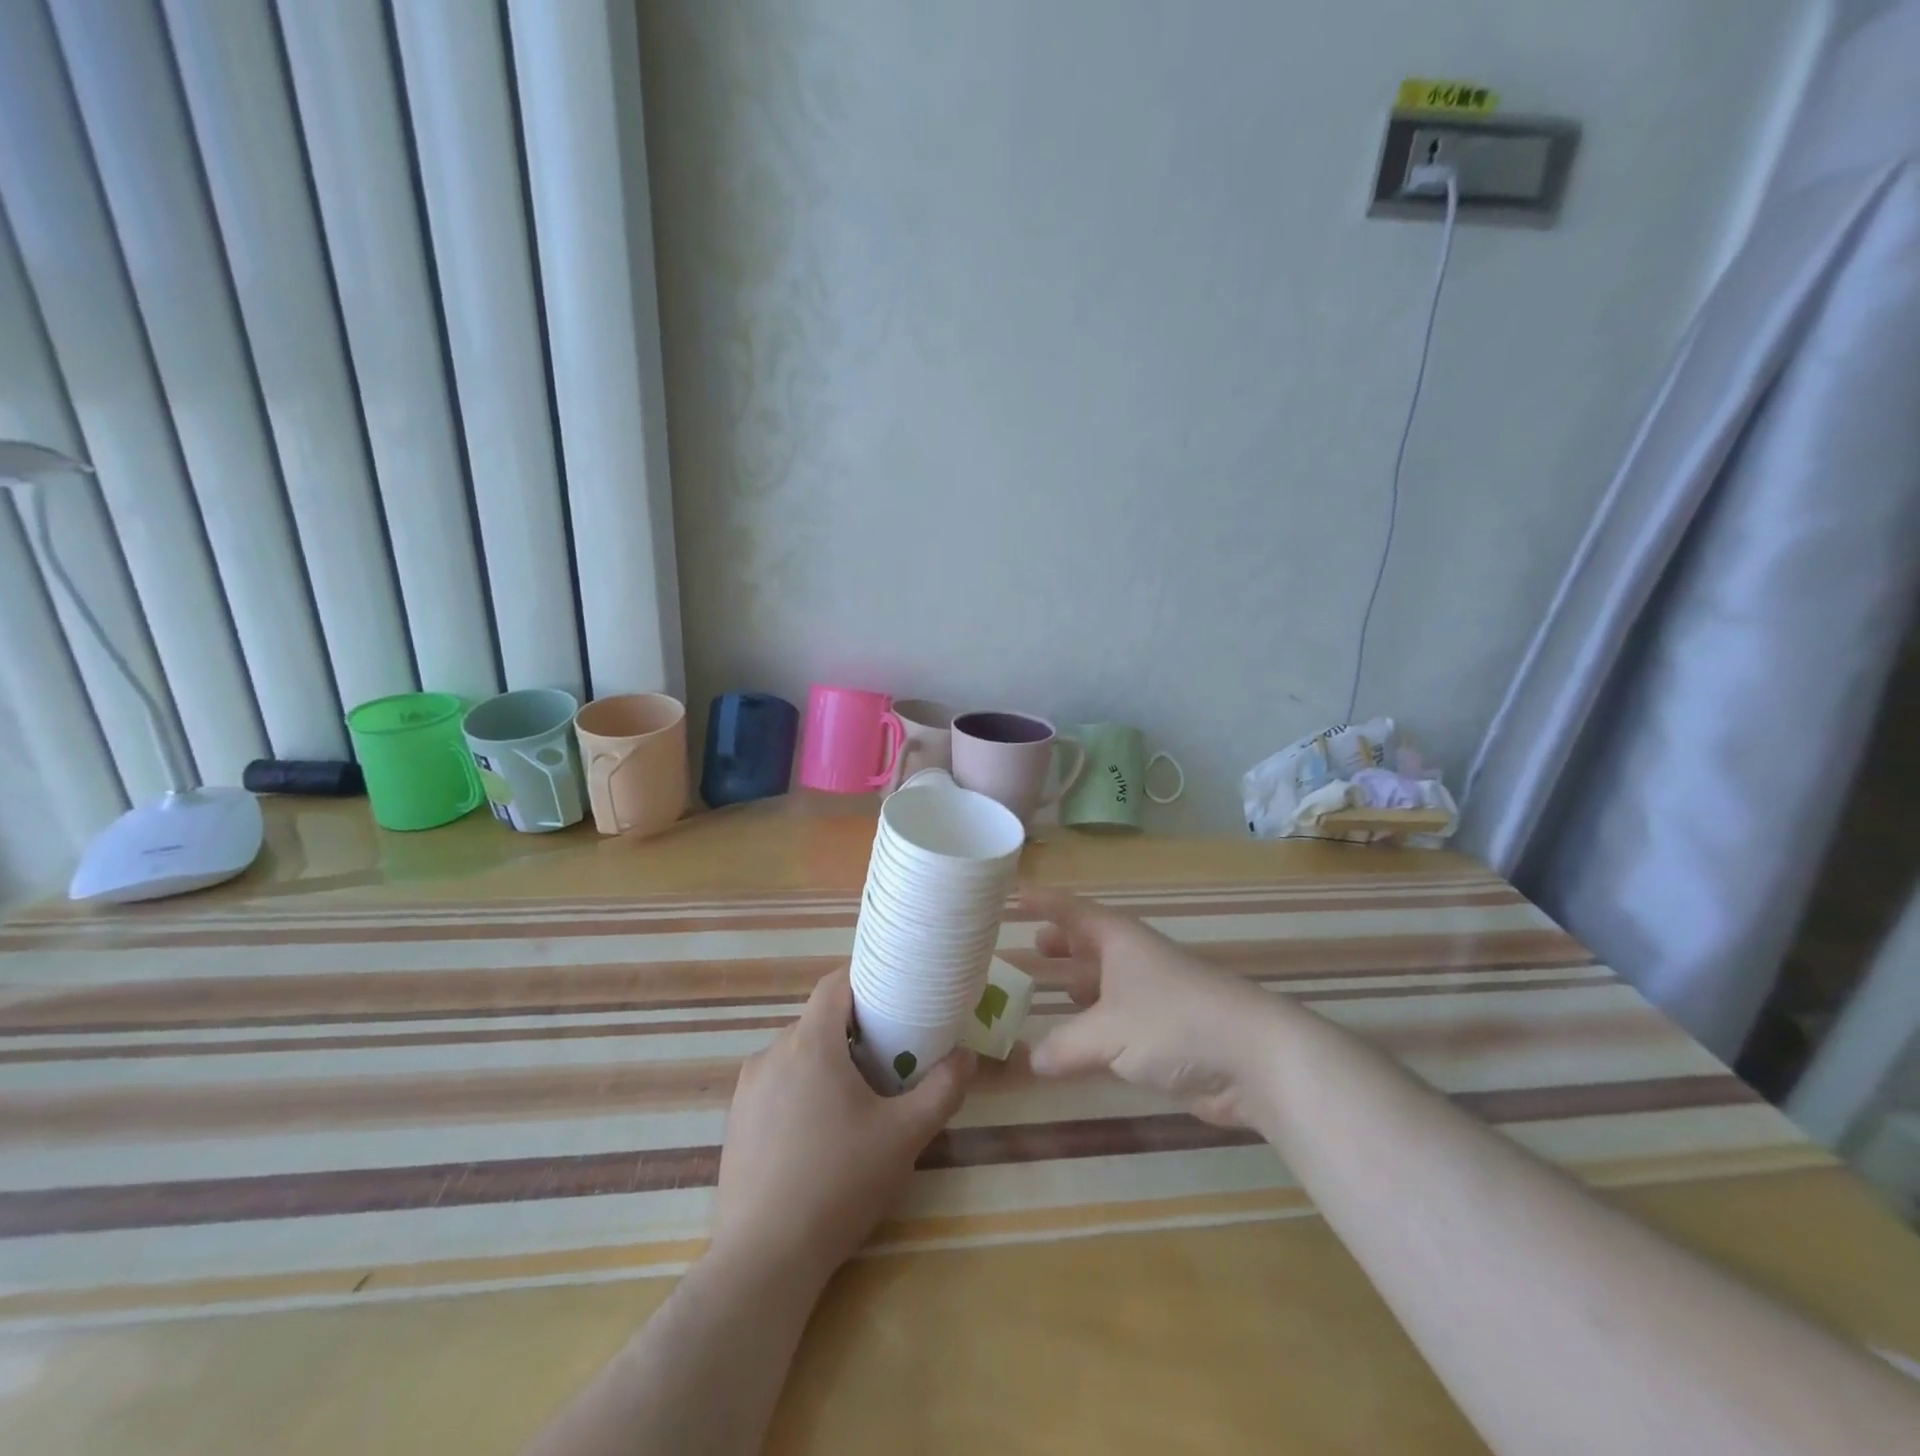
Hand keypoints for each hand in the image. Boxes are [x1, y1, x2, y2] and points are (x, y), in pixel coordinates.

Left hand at [711, 967, 975, 1284]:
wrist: (764, 1260)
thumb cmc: (839, 1183)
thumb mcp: (905, 1136)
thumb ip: (942, 1090)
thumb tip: (967, 1056)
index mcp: (810, 1043)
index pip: (834, 984)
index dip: (865, 979)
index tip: (894, 994)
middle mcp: (771, 1053)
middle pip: (818, 1020)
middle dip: (853, 1029)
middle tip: (888, 1055)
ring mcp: (747, 1089)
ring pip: (796, 1054)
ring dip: (827, 1061)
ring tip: (857, 1099)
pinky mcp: (735, 1122)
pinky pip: (775, 1085)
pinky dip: (801, 1089)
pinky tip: (819, 1134)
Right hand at [1023, 888, 1286, 1127]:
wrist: (1254, 1058)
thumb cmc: (1173, 1023)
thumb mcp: (1107, 1032)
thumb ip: (1065, 1045)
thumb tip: (1032, 1059)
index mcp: (1119, 941)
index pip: (1072, 910)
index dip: (1044, 902)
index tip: (1015, 893)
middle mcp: (1134, 961)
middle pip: (1091, 943)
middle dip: (1062, 944)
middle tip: (1030, 946)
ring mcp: (1153, 998)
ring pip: (1105, 984)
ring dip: (1078, 986)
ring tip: (1046, 991)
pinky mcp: (1167, 1035)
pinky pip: (1118, 1023)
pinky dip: (1095, 1029)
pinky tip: (1079, 1046)